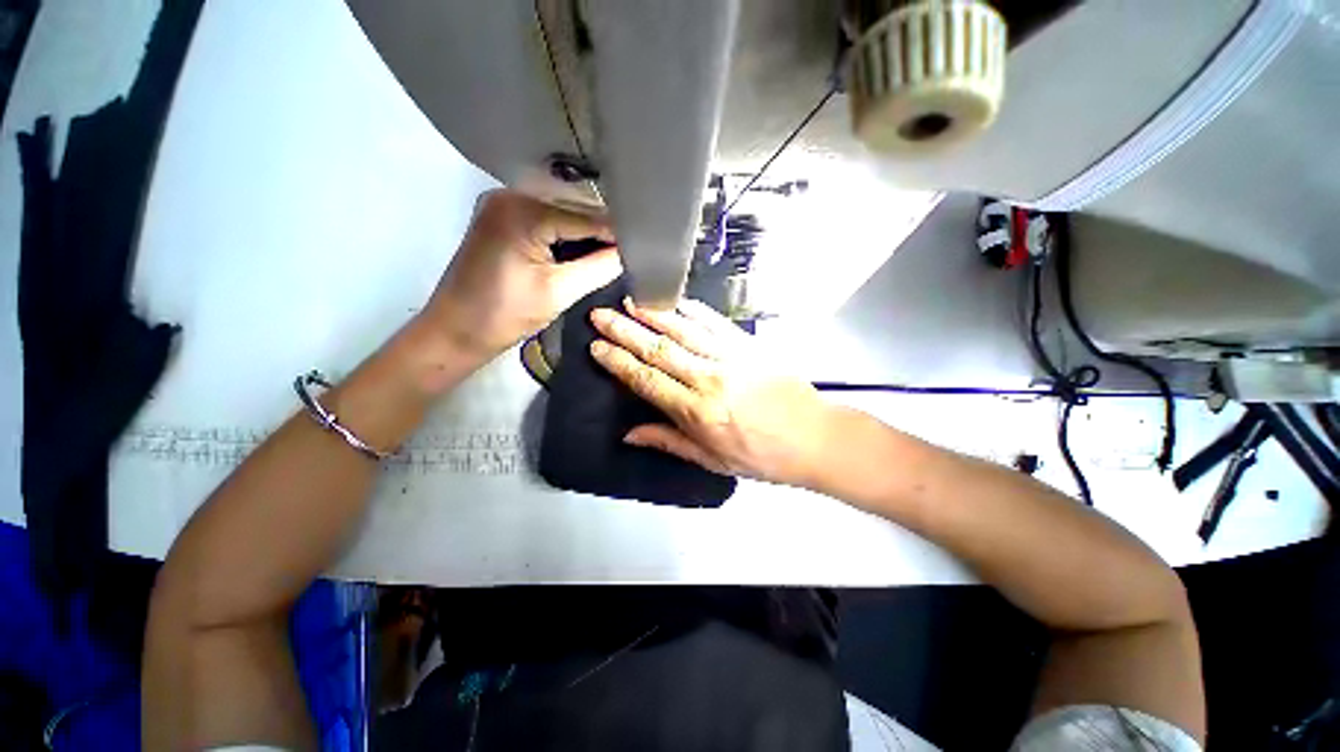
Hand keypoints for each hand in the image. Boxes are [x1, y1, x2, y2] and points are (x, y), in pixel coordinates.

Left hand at [419, 190, 620, 360]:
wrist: (455, 331)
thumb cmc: (505, 315)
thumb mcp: (560, 292)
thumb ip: (600, 268)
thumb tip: (630, 253)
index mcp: (522, 209)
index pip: (585, 216)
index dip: (617, 233)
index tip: (644, 246)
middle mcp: (509, 195)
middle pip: (572, 211)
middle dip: (602, 233)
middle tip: (632, 251)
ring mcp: (501, 206)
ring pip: (559, 216)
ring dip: (585, 235)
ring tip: (615, 253)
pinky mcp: (499, 220)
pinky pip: (543, 222)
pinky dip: (565, 237)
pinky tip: (585, 252)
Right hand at [588, 298, 835, 487]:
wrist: (813, 437)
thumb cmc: (761, 455)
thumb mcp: (711, 460)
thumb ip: (668, 441)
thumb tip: (629, 434)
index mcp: (697, 412)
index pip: (646, 380)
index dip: (618, 362)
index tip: (598, 347)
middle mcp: (708, 379)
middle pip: (658, 349)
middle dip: (625, 331)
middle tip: (601, 315)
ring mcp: (730, 357)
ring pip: (684, 330)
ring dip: (654, 315)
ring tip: (630, 302)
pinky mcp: (749, 345)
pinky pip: (715, 323)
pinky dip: (693, 311)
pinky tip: (677, 302)